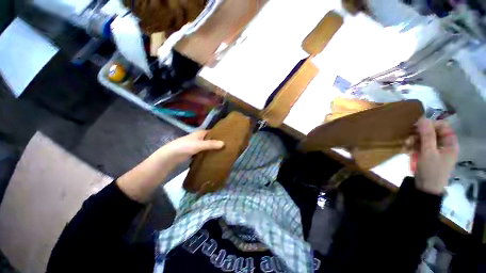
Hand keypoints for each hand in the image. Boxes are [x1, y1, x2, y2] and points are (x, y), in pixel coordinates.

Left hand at [117, 131, 223, 201]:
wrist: (170, 156)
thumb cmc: (184, 147)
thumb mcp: (198, 145)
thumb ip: (211, 144)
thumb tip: (224, 143)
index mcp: (200, 133)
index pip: (212, 132)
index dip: (219, 133)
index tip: (228, 137)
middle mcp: (199, 138)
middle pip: (210, 139)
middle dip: (217, 141)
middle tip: (227, 145)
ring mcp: (196, 145)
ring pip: (207, 146)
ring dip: (213, 148)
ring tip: (223, 151)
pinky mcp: (194, 152)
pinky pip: (203, 152)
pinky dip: (208, 153)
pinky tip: (213, 157)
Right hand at [407, 118, 458, 194]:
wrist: (425, 188)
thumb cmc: (431, 170)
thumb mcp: (428, 152)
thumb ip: (427, 135)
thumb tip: (422, 119)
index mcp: (449, 143)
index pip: (442, 126)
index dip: (430, 125)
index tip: (416, 127)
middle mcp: (443, 144)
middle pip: (431, 132)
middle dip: (418, 134)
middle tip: (408, 138)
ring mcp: (434, 149)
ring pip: (423, 138)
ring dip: (412, 140)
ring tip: (405, 146)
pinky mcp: (426, 154)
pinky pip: (418, 145)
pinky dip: (411, 146)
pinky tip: (405, 150)